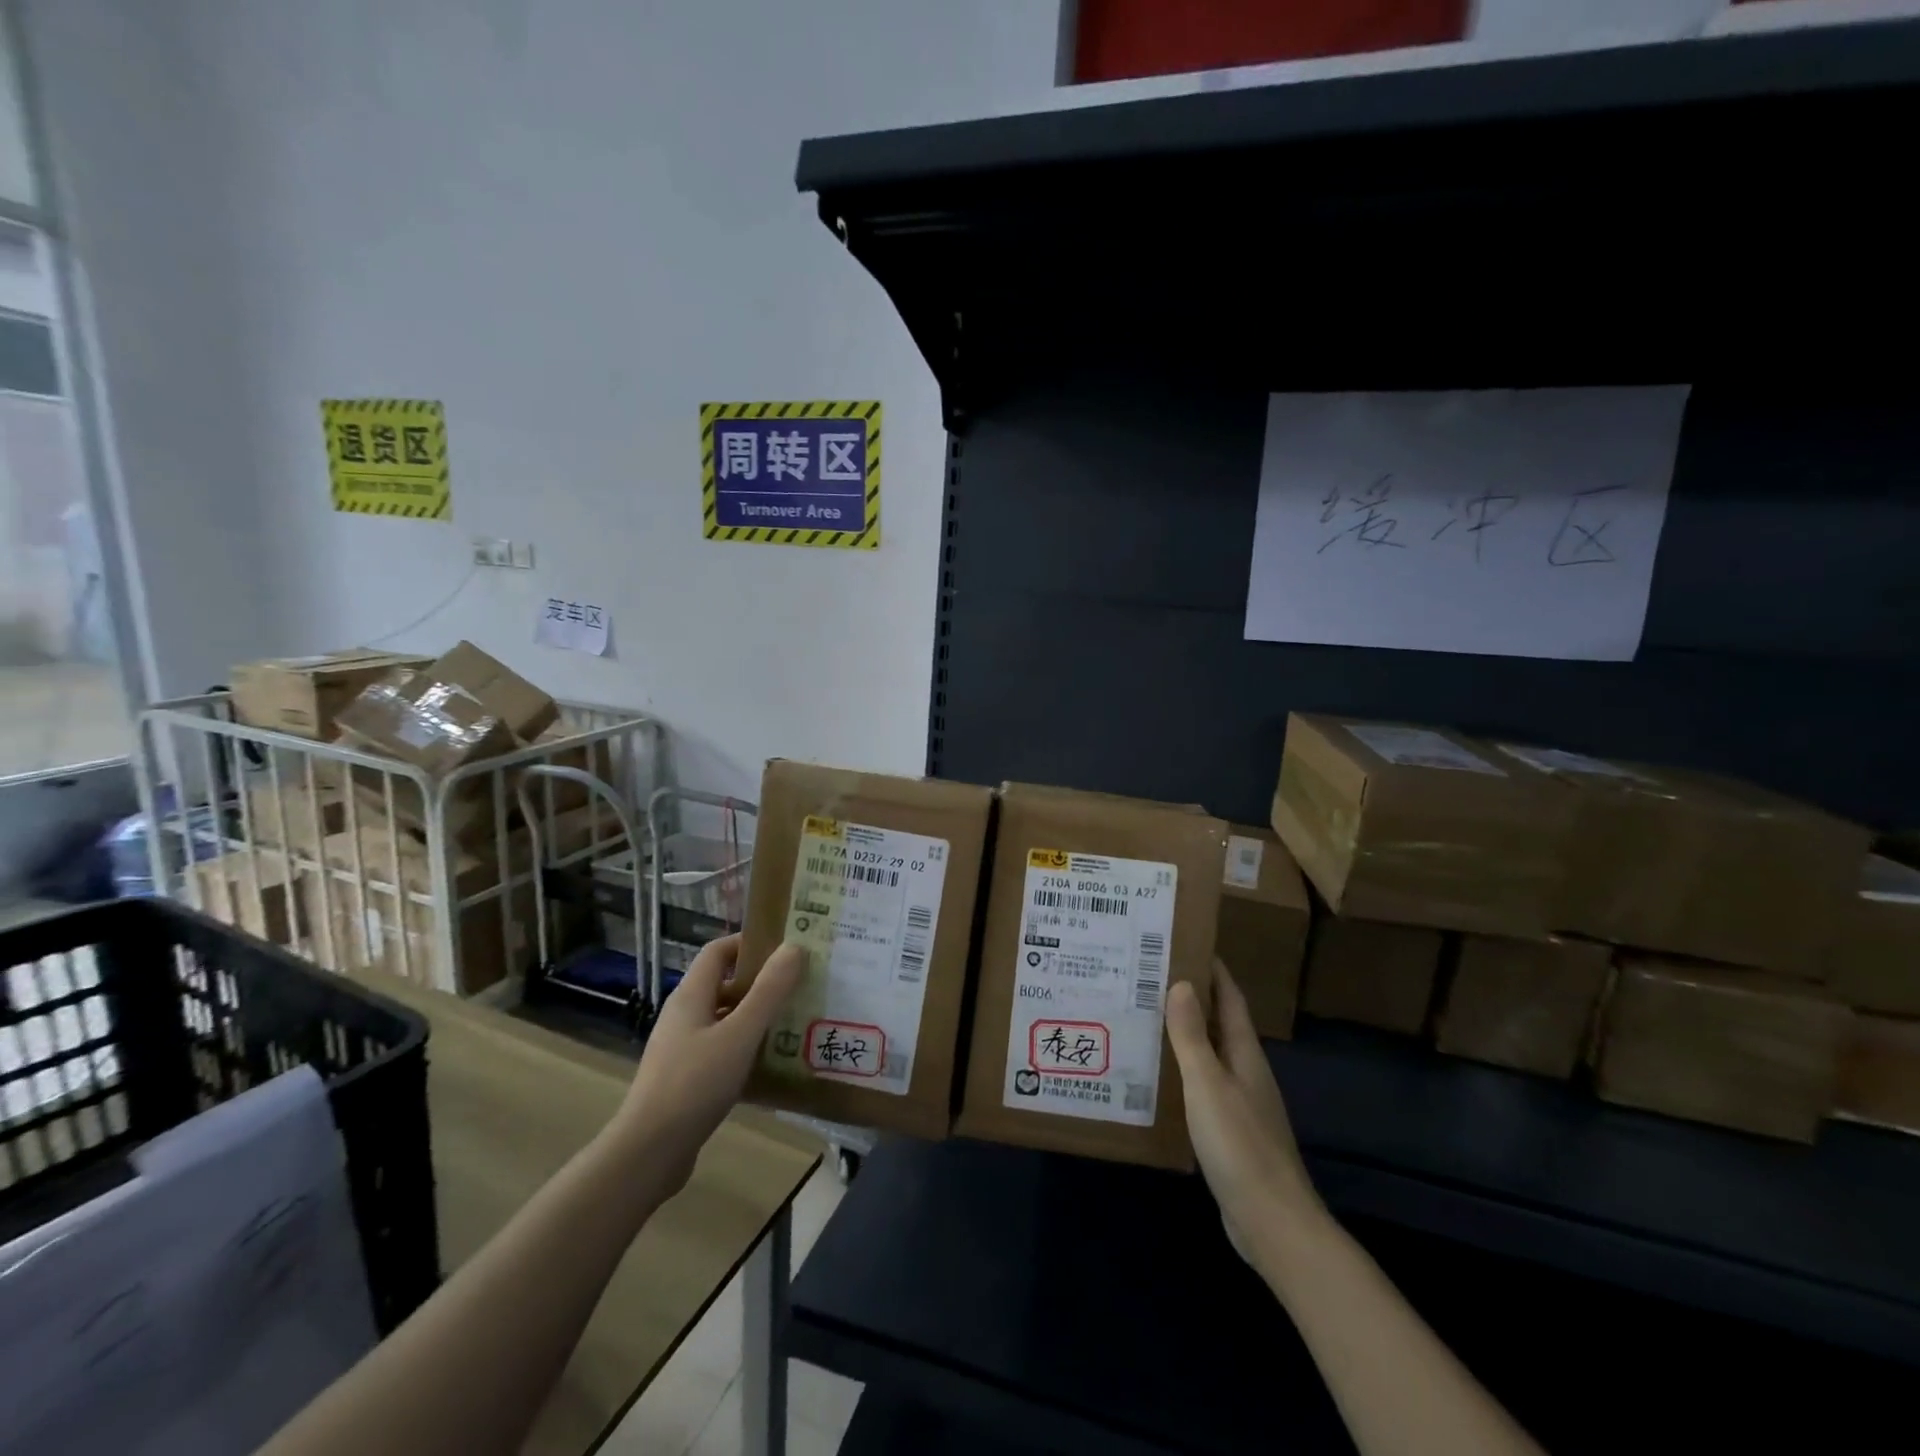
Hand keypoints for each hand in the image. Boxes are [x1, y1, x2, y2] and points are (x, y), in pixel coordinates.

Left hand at [617, 934, 803, 1194]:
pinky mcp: (685, 1078)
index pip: (718, 951)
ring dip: (756, 1017)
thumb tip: (794, 947)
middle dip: (761, 982)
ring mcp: (682, 1048)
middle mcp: (684, 1015)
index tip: (786, 948)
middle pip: (724, 984)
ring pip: (725, 1019)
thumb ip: (769, 991)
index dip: (750, 943)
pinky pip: (721, 1049)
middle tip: (800, 985)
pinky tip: (770, 1063)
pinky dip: (745, 1048)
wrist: (648, 1153)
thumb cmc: (695, 1084)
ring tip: (794, 1022)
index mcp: (691, 995)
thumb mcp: (740, 1034)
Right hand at [1166, 964, 1324, 1272]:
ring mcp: (1241, 1103)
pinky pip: (1204, 1086)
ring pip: (1210, 1055)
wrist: (1272, 1222)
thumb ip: (1192, 1035)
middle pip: (1219, 1023)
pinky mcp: (1231, 1132)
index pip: (1230, 999)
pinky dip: (1183, 1070)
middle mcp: (1246, 1072)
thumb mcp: (1208, 1084)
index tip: (1186, 943)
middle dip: (1192, 998)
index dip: (1213, 970)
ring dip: (1185, 1034)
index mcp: (1245, 1054)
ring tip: (1145, 1018)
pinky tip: (1158, 1077)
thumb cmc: (1240, 1144)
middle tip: (1150, 977)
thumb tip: (1183, 983)